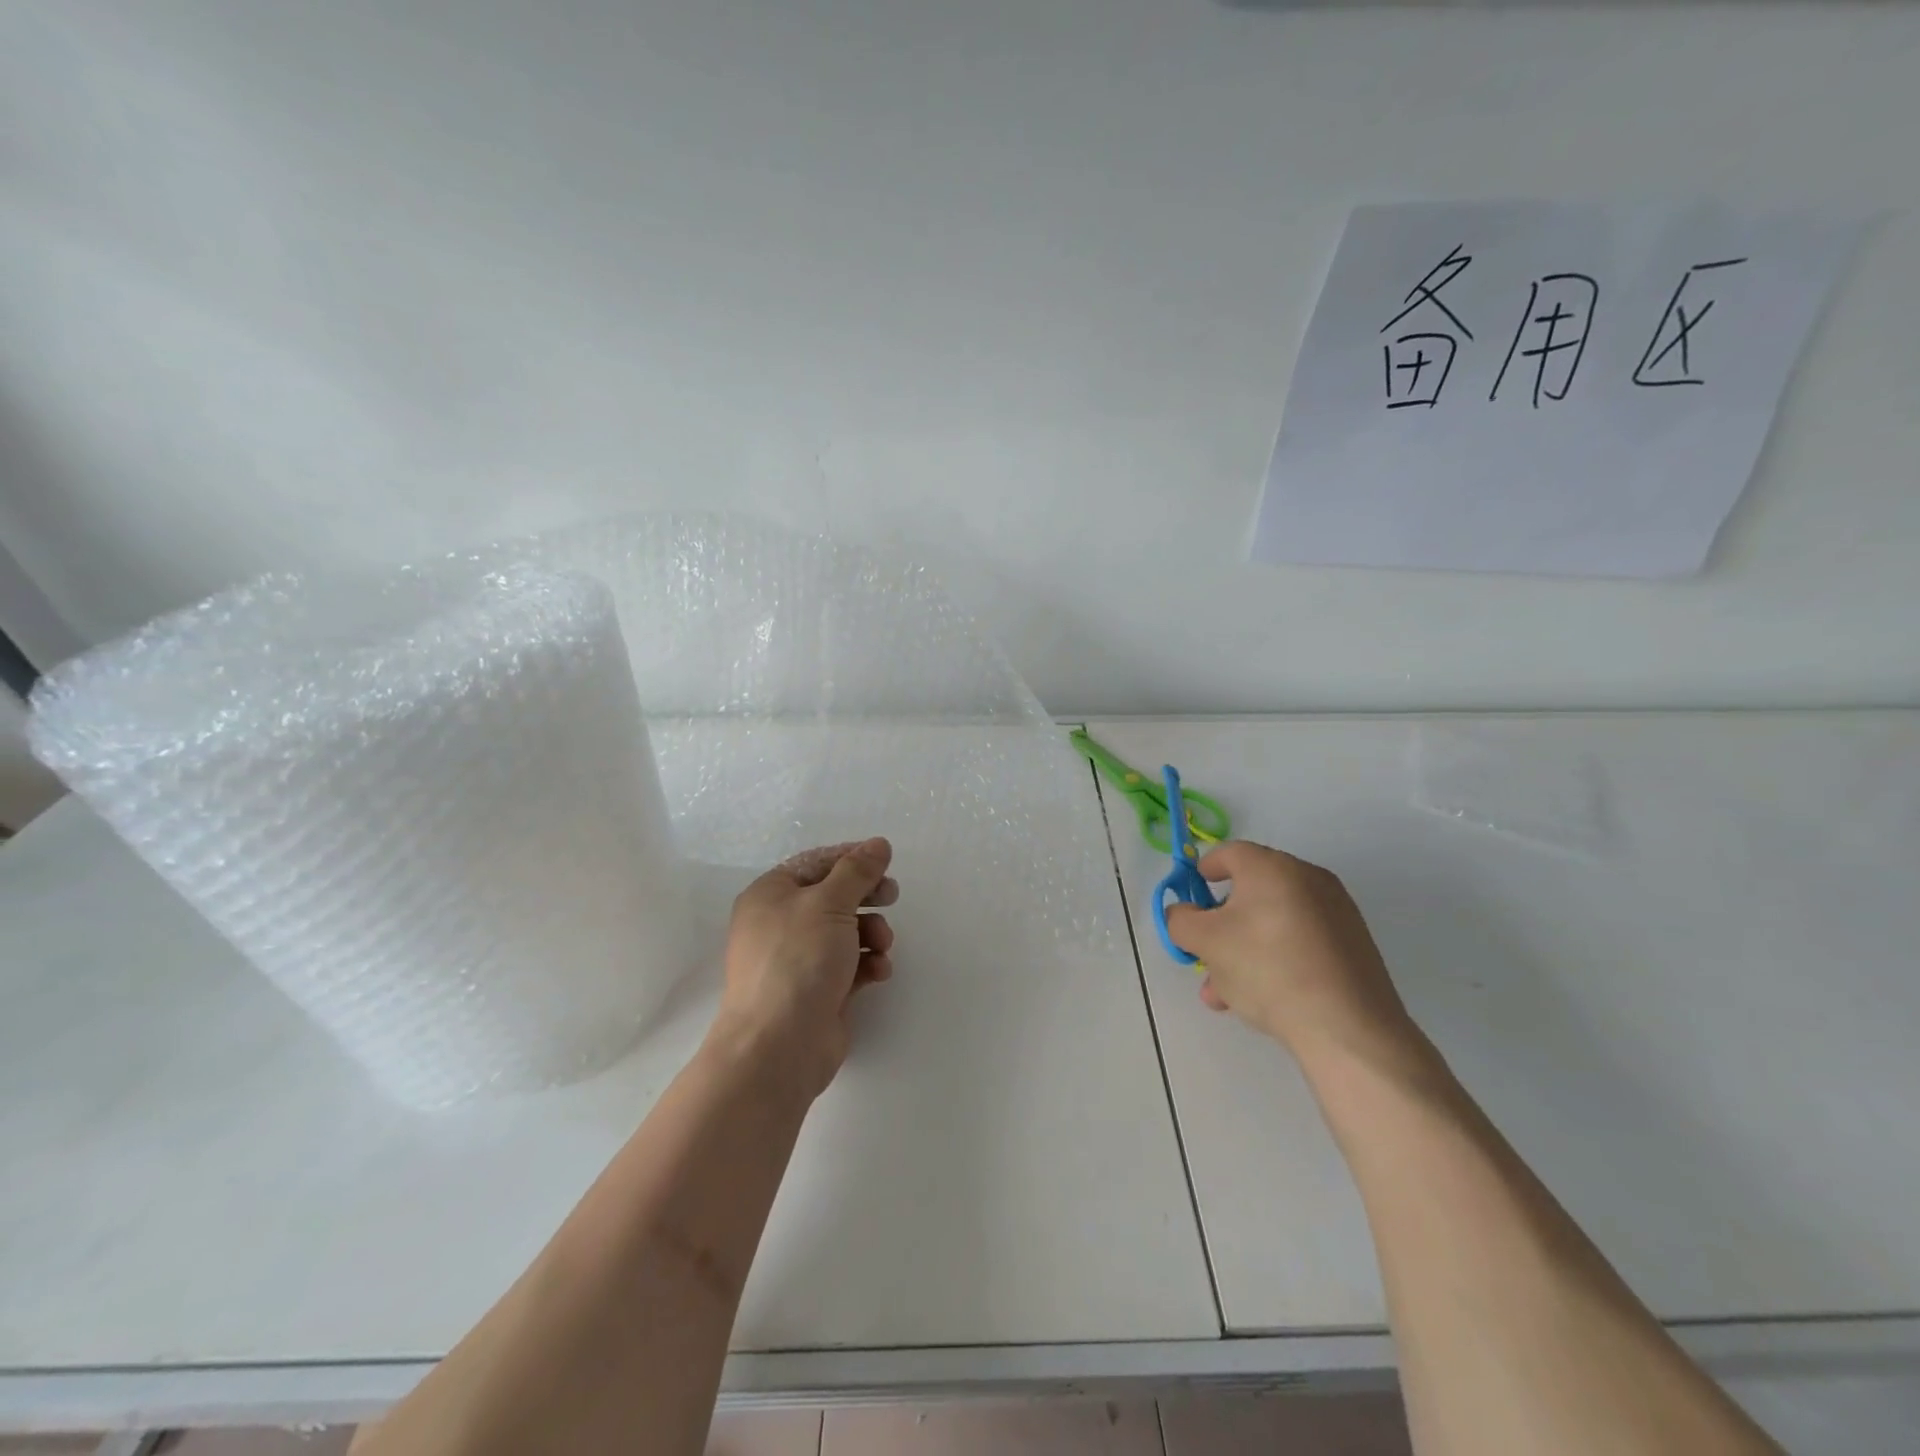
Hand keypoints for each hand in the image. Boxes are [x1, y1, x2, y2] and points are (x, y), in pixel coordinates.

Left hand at [711, 838, 898, 1101]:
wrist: (778, 1045)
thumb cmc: (798, 960)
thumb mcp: (830, 903)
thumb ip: (857, 871)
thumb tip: (878, 844)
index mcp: (770, 894)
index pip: (815, 862)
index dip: (851, 857)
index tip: (885, 860)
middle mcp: (779, 923)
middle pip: (832, 896)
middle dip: (865, 895)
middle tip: (892, 895)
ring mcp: (797, 959)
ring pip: (844, 931)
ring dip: (871, 932)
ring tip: (882, 945)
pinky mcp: (816, 990)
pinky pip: (848, 965)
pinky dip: (867, 963)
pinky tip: (879, 971)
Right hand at [1163, 841, 1418, 1066]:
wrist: (1348, 1027)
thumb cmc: (1267, 969)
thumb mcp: (1206, 942)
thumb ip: (1180, 920)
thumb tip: (1182, 913)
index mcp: (1272, 867)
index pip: (1229, 853)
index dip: (1203, 871)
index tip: (1190, 898)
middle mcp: (1308, 879)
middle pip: (1251, 892)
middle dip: (1221, 925)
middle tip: (1204, 956)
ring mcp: (1336, 913)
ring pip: (1273, 923)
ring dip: (1243, 949)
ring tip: (1225, 993)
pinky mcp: (1353, 946)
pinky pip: (1300, 942)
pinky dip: (1276, 959)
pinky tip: (1262, 998)